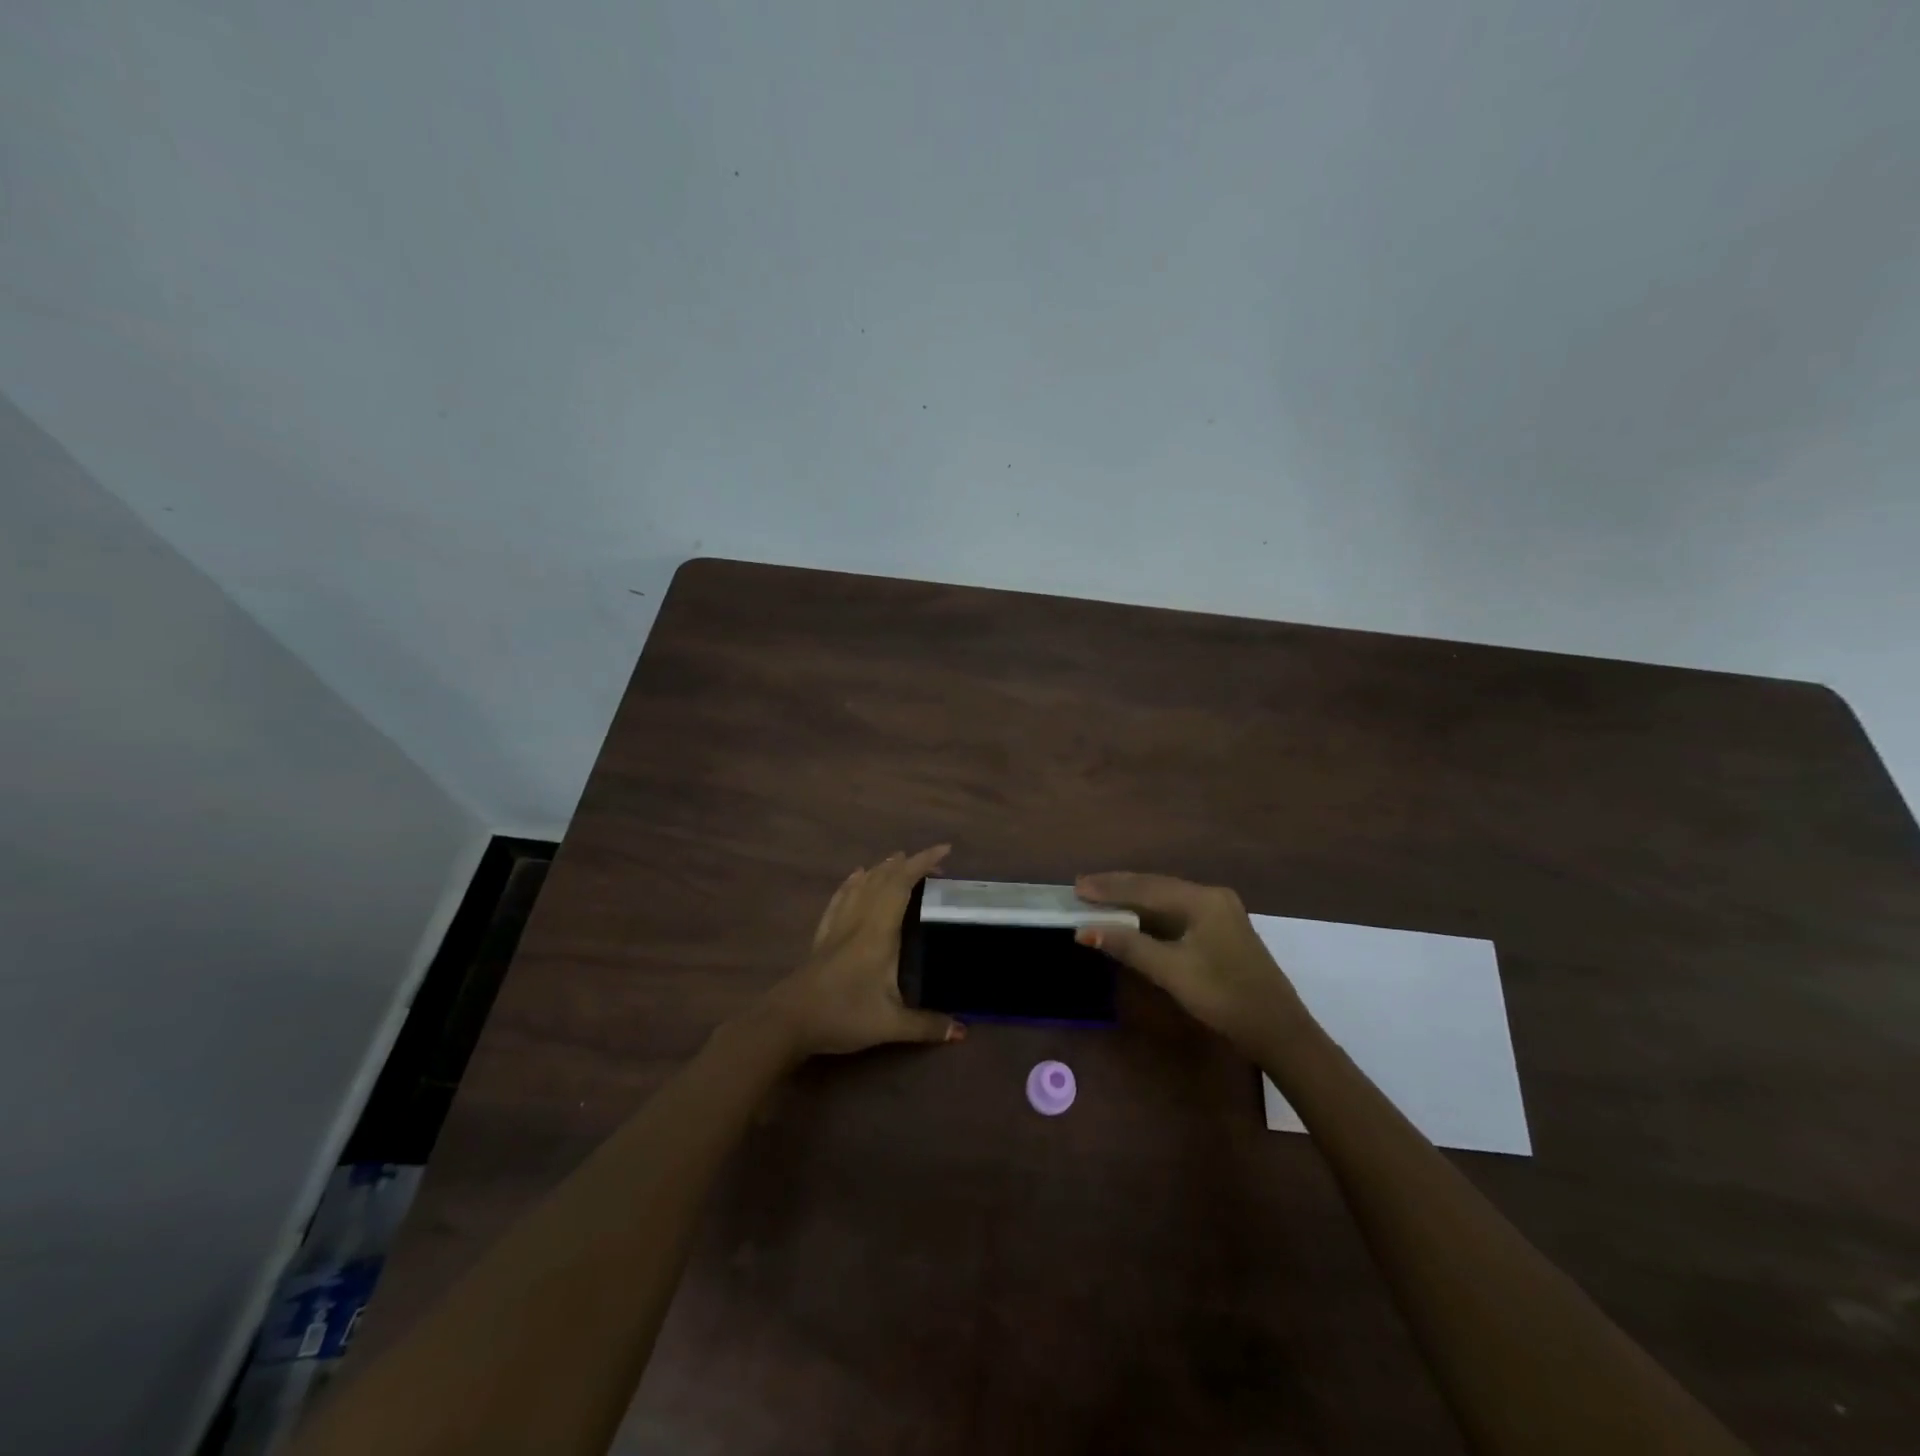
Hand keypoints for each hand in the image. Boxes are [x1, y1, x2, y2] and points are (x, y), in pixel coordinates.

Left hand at [755, 846, 966, 1058]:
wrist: (787, 1023)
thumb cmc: (841, 1016)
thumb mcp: (889, 1025)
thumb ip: (926, 1026)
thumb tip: (963, 1031)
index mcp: (878, 932)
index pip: (902, 885)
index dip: (923, 863)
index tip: (945, 850)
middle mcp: (858, 921)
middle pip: (883, 879)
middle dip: (908, 864)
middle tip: (933, 863)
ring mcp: (837, 927)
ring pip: (861, 885)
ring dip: (882, 869)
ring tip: (898, 859)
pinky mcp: (822, 937)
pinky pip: (840, 899)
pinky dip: (852, 883)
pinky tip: (855, 877)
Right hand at [1075, 872, 1312, 1058]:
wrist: (1278, 1031)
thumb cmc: (1224, 997)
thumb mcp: (1172, 972)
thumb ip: (1129, 946)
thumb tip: (1085, 930)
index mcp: (1203, 900)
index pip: (1146, 887)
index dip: (1109, 887)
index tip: (1077, 887)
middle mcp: (1212, 897)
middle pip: (1156, 887)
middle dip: (1118, 888)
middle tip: (1082, 888)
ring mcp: (1219, 913)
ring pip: (1166, 899)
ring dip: (1133, 900)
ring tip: (1099, 899)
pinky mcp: (1221, 931)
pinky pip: (1177, 912)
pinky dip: (1150, 914)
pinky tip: (1133, 918)